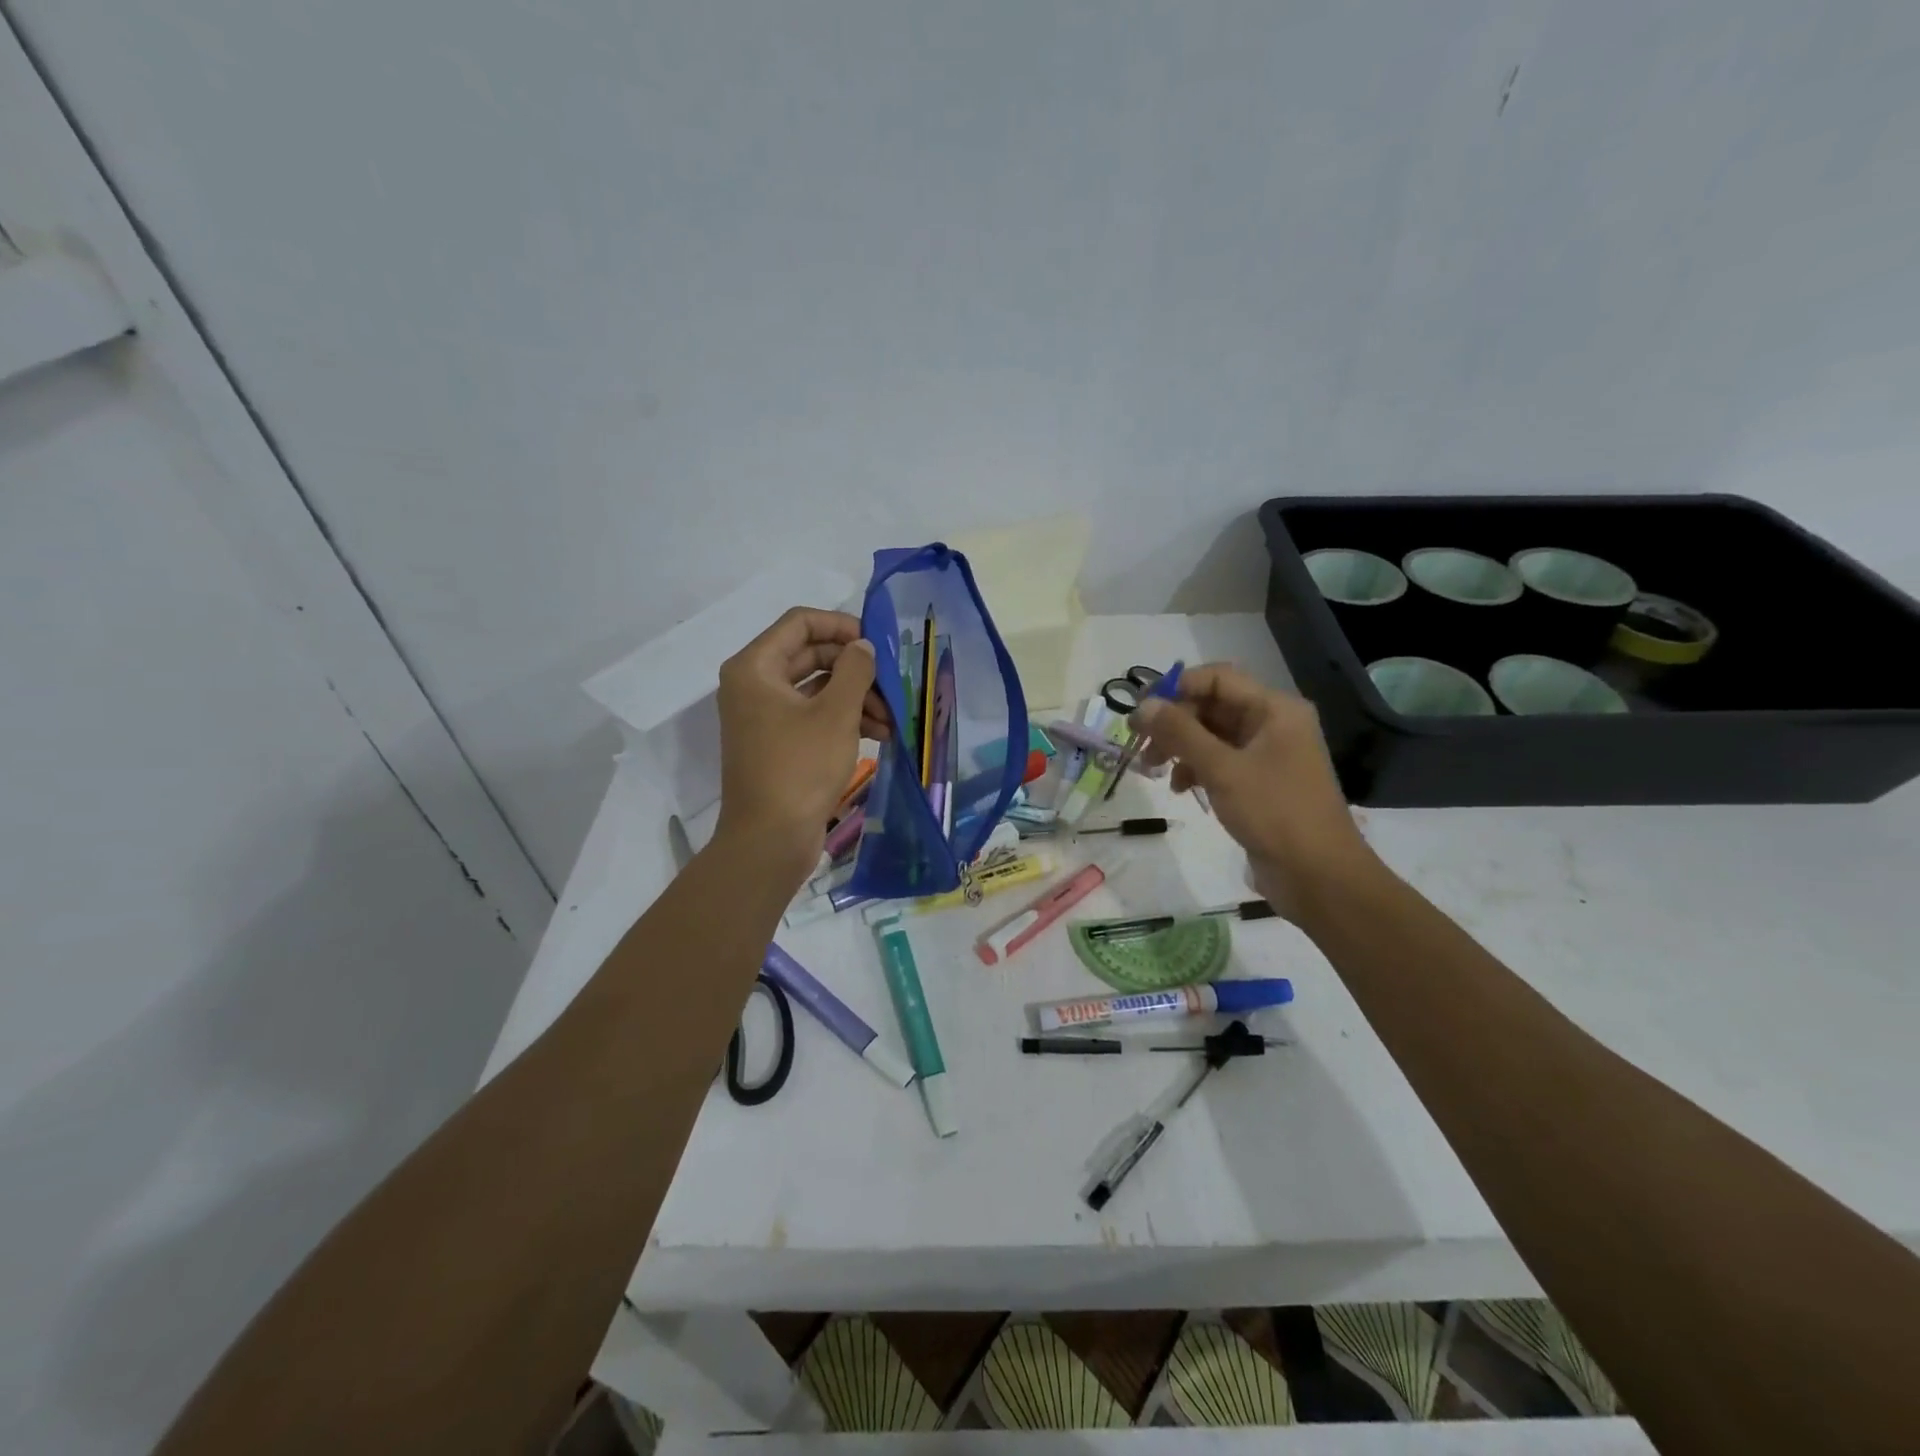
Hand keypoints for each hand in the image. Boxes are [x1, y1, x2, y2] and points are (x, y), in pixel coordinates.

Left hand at [714, 608, 889, 882]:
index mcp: (755, 668)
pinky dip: (843, 720)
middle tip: (891, 684)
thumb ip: (855, 670)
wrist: (770, 839)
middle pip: (810, 655)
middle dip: (855, 669)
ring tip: (892, 719)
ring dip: (856, 697)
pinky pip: (813, 716)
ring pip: (816, 688)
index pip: (800, 623)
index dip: (841, 626)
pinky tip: (880, 734)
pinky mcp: (777, 743)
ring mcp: (764, 716)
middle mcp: (754, 685)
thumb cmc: (800, 768)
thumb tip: (863, 647)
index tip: (877, 643)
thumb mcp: (836, 714)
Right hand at [1133, 664, 1382, 923]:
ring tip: (1154, 770)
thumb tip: (1142, 707)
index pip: (1217, 678)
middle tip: (1142, 746)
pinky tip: (1182, 789)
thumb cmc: (1274, 813)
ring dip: (1180, 747)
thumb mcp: (1222, 769)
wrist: (1319, 876)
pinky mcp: (1260, 782)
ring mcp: (1267, 754)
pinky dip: (1196, 769)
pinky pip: (1220, 761)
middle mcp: (1273, 724)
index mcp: (1275, 709)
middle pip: (1212, 706)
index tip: (1141, 712)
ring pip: (1212, 735)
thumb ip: (1180, 733)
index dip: (1176, 688)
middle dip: (1174, 723)